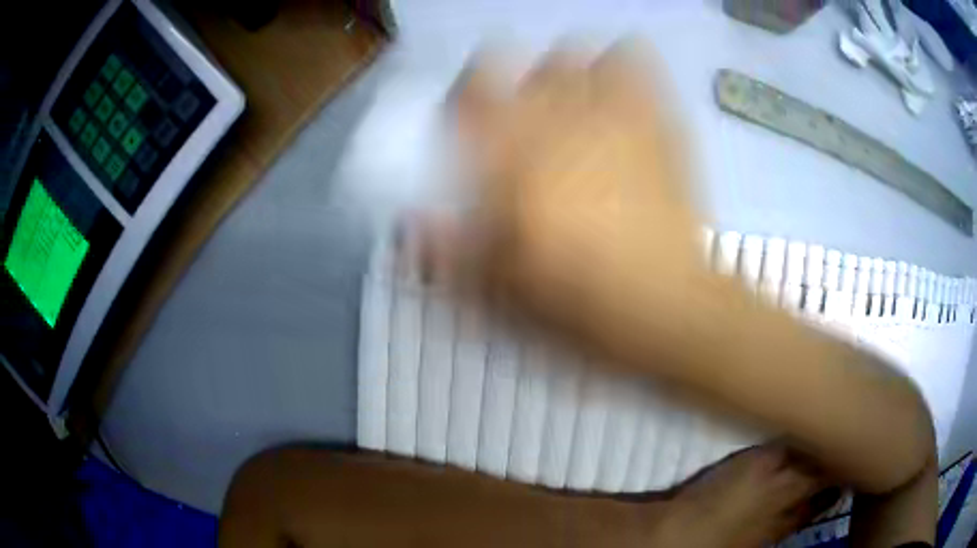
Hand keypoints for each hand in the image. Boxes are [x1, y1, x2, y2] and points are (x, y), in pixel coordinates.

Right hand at [427, 42, 737, 368]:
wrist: (669, 309)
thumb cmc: (580, 306)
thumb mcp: (498, 292)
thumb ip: (450, 250)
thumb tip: (411, 224)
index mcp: (515, 156)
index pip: (475, 86)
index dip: (465, 93)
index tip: (469, 118)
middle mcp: (561, 118)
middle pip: (525, 64)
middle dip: (515, 87)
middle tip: (523, 124)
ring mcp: (616, 114)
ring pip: (578, 53)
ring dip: (565, 73)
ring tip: (570, 106)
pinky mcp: (660, 124)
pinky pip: (638, 64)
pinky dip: (622, 67)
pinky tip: (618, 96)